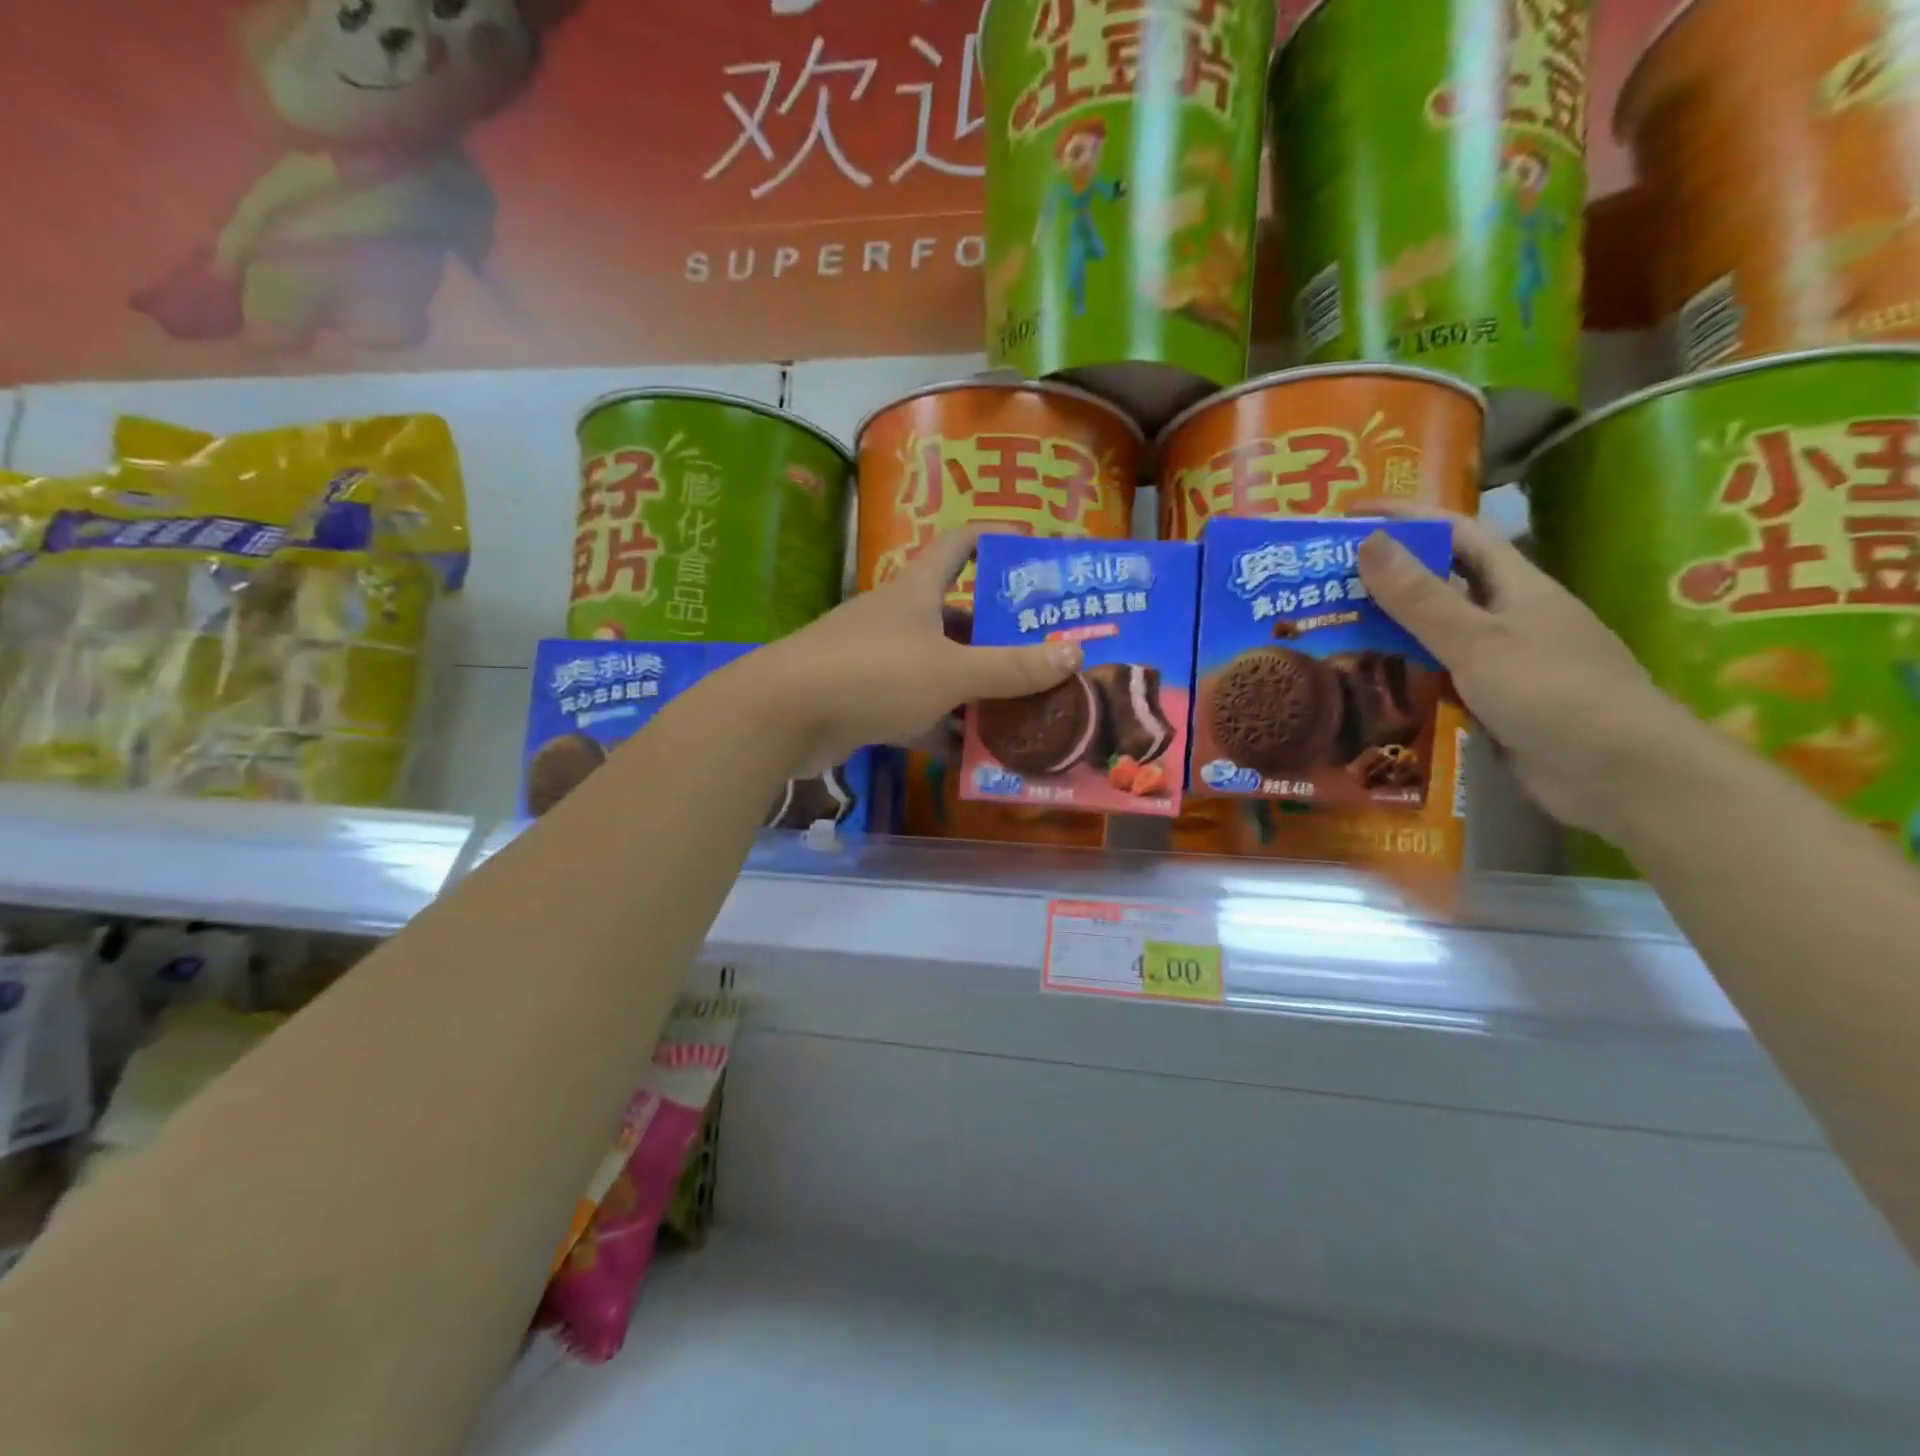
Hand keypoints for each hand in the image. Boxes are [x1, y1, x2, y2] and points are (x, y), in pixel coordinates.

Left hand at [752, 529, 1082, 774]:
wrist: (783, 716)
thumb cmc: (873, 674)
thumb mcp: (951, 671)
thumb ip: (1011, 668)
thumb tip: (1075, 654)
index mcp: (917, 591)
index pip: (960, 545)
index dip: (994, 539)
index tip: (1031, 551)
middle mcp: (899, 619)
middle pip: (958, 617)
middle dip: (1000, 636)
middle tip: (1047, 654)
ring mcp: (879, 661)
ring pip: (939, 669)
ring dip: (976, 688)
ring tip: (1025, 707)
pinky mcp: (864, 701)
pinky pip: (917, 710)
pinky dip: (944, 727)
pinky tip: (976, 751)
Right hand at [1355, 504, 1699, 837]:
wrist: (1622, 775)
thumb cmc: (1554, 694)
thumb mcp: (1478, 641)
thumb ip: (1421, 597)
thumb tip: (1369, 541)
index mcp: (1516, 586)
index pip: (1456, 533)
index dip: (1405, 516)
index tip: (1350, 513)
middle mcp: (1510, 616)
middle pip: (1442, 581)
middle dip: (1387, 573)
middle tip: (1325, 578)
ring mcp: (1503, 661)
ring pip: (1436, 632)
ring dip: (1389, 626)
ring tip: (1331, 627)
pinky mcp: (1494, 702)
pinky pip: (1438, 676)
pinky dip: (1402, 673)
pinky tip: (1366, 681)